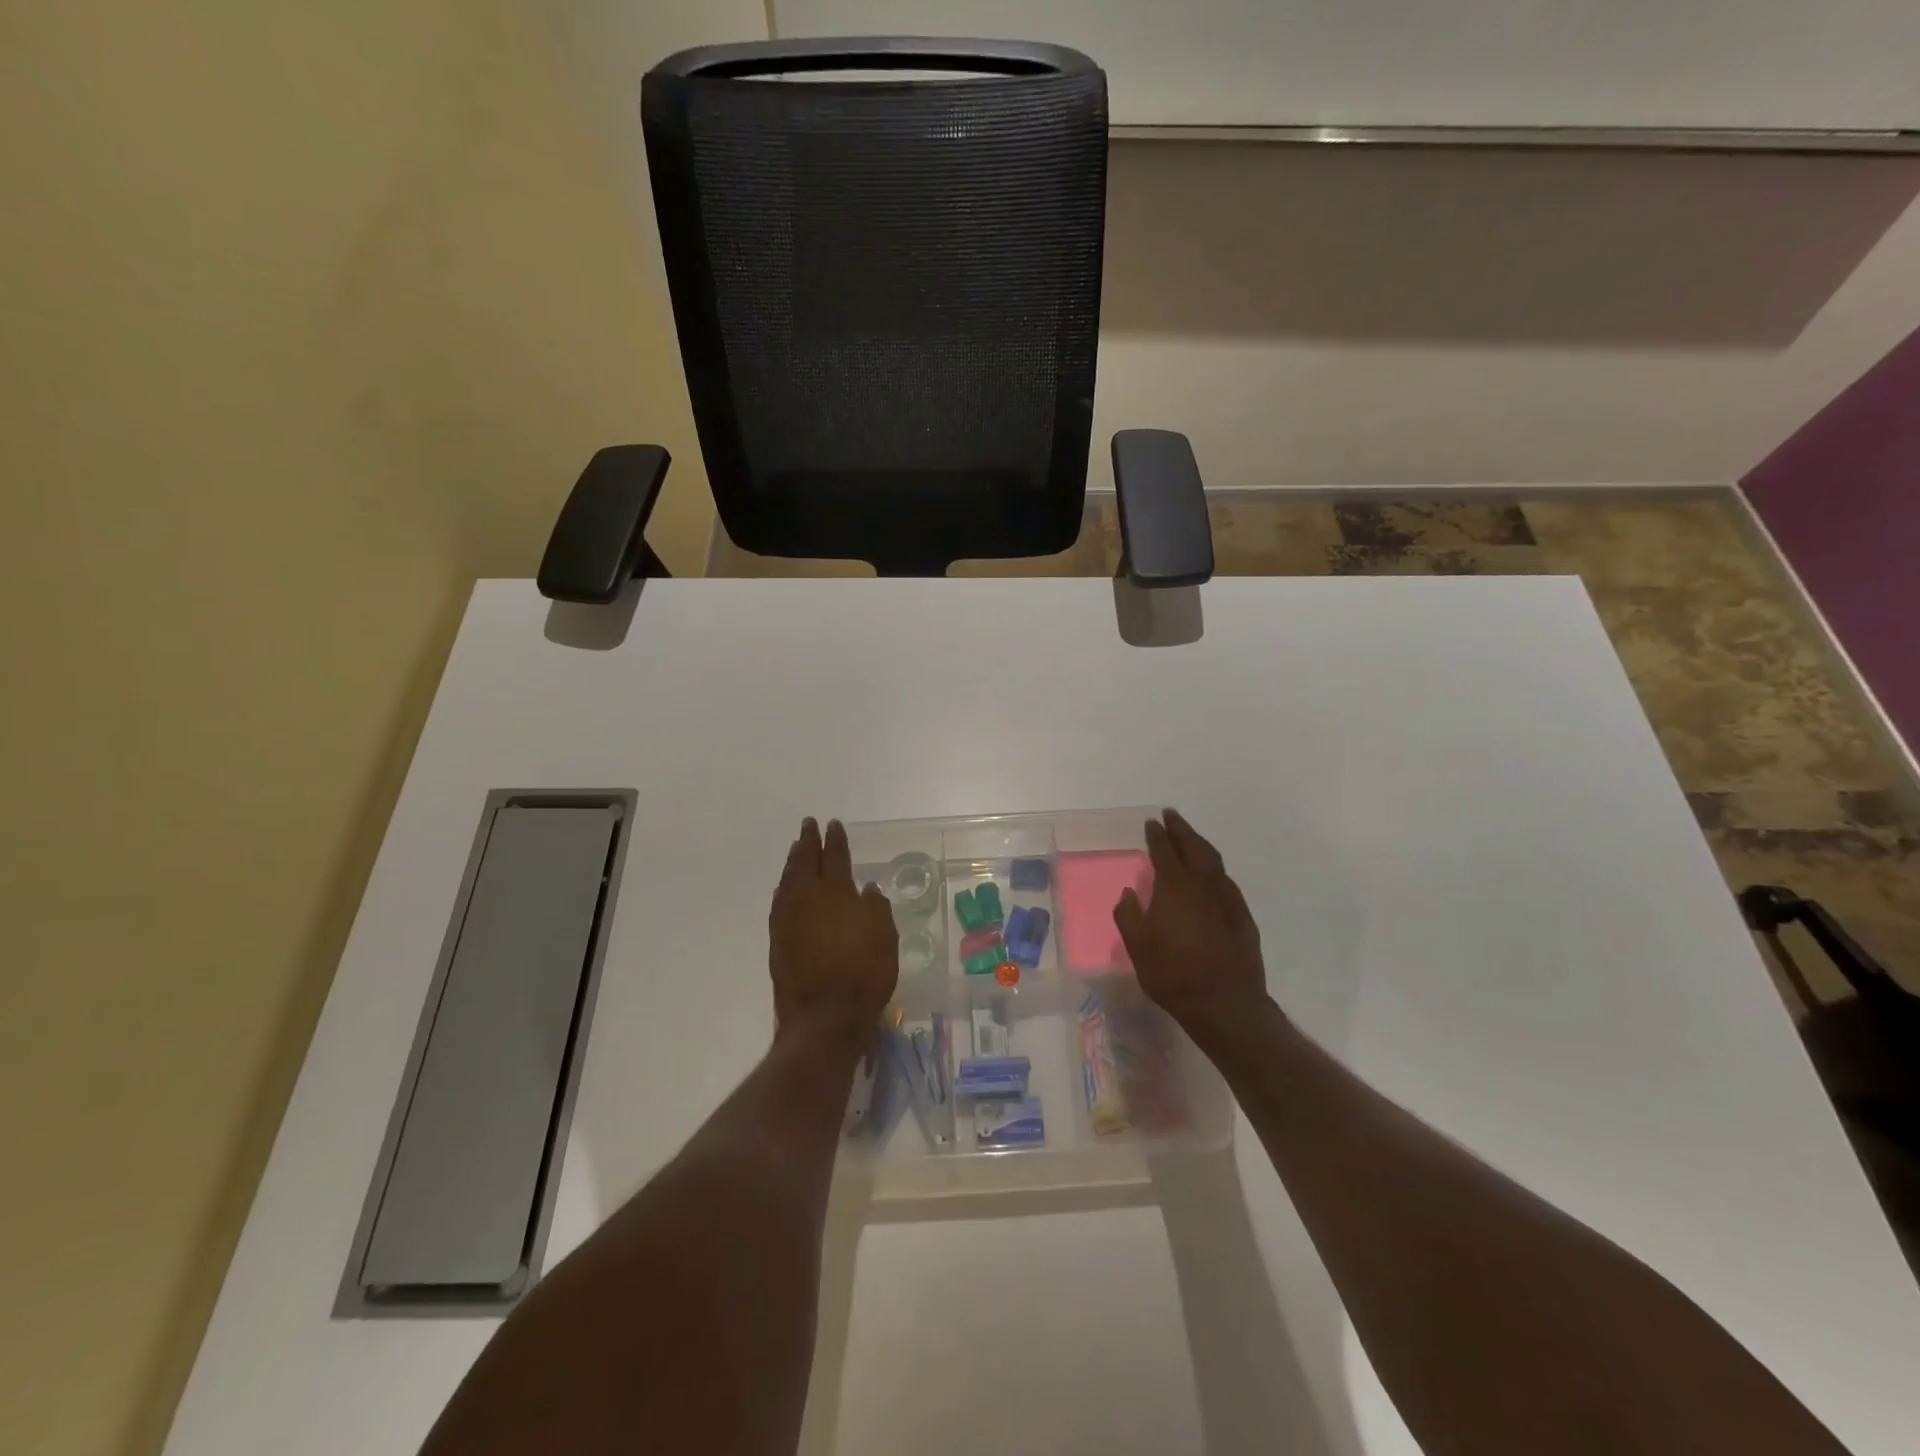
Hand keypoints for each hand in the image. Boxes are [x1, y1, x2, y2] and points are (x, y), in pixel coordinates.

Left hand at [769, 818, 897, 1038]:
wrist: (824, 1016)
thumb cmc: (863, 972)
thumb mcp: (884, 936)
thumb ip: (876, 908)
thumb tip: (867, 888)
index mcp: (836, 891)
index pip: (836, 856)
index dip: (835, 839)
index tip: (833, 824)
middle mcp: (807, 898)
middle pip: (805, 861)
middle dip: (808, 842)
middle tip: (808, 825)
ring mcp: (787, 919)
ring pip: (788, 880)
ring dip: (793, 862)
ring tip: (796, 850)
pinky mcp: (777, 940)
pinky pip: (779, 901)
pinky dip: (784, 887)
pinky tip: (786, 887)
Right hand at [1114, 809, 1270, 1039]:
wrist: (1226, 1004)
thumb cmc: (1174, 975)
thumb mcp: (1138, 949)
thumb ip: (1130, 916)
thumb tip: (1129, 893)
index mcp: (1175, 888)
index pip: (1164, 852)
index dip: (1157, 835)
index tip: (1151, 822)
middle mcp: (1203, 885)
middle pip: (1194, 847)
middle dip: (1181, 829)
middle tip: (1171, 816)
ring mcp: (1227, 900)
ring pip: (1214, 861)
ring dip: (1200, 845)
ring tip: (1189, 839)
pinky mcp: (1242, 917)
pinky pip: (1226, 881)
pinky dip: (1214, 869)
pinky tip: (1210, 876)